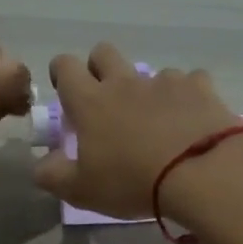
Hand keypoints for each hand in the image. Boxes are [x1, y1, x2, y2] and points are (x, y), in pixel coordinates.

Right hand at [33, 43, 241, 216]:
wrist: (202, 173)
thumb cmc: (133, 182)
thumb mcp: (82, 190)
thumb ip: (53, 175)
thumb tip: (41, 164)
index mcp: (90, 102)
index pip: (65, 66)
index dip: (61, 73)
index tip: (65, 91)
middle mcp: (125, 82)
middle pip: (104, 52)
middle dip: (99, 68)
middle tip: (106, 100)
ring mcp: (165, 81)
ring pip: (149, 71)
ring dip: (147, 89)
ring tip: (158, 121)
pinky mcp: (200, 88)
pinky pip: (190, 81)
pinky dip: (187, 97)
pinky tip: (192, 120)